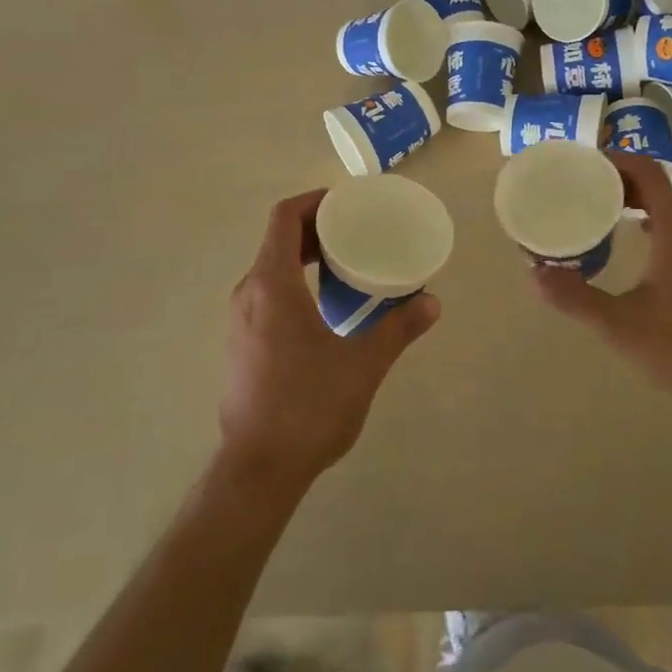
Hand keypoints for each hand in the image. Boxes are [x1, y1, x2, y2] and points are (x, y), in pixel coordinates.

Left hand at [218, 190, 439, 490]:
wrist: (258, 470)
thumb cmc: (308, 407)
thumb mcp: (363, 365)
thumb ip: (398, 329)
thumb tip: (431, 303)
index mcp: (271, 285)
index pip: (284, 218)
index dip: (314, 200)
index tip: (347, 203)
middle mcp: (248, 293)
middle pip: (277, 239)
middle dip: (315, 228)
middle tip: (355, 231)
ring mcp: (239, 320)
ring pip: (270, 267)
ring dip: (303, 256)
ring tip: (344, 263)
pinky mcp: (240, 343)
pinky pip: (266, 292)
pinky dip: (293, 281)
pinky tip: (324, 305)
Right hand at [533, 152, 671, 416]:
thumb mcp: (617, 324)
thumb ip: (574, 297)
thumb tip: (533, 274)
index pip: (649, 172)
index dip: (617, 159)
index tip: (584, 161)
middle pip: (659, 184)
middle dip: (621, 177)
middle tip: (583, 182)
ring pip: (670, 204)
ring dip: (638, 197)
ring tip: (600, 204)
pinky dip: (652, 216)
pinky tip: (631, 236)